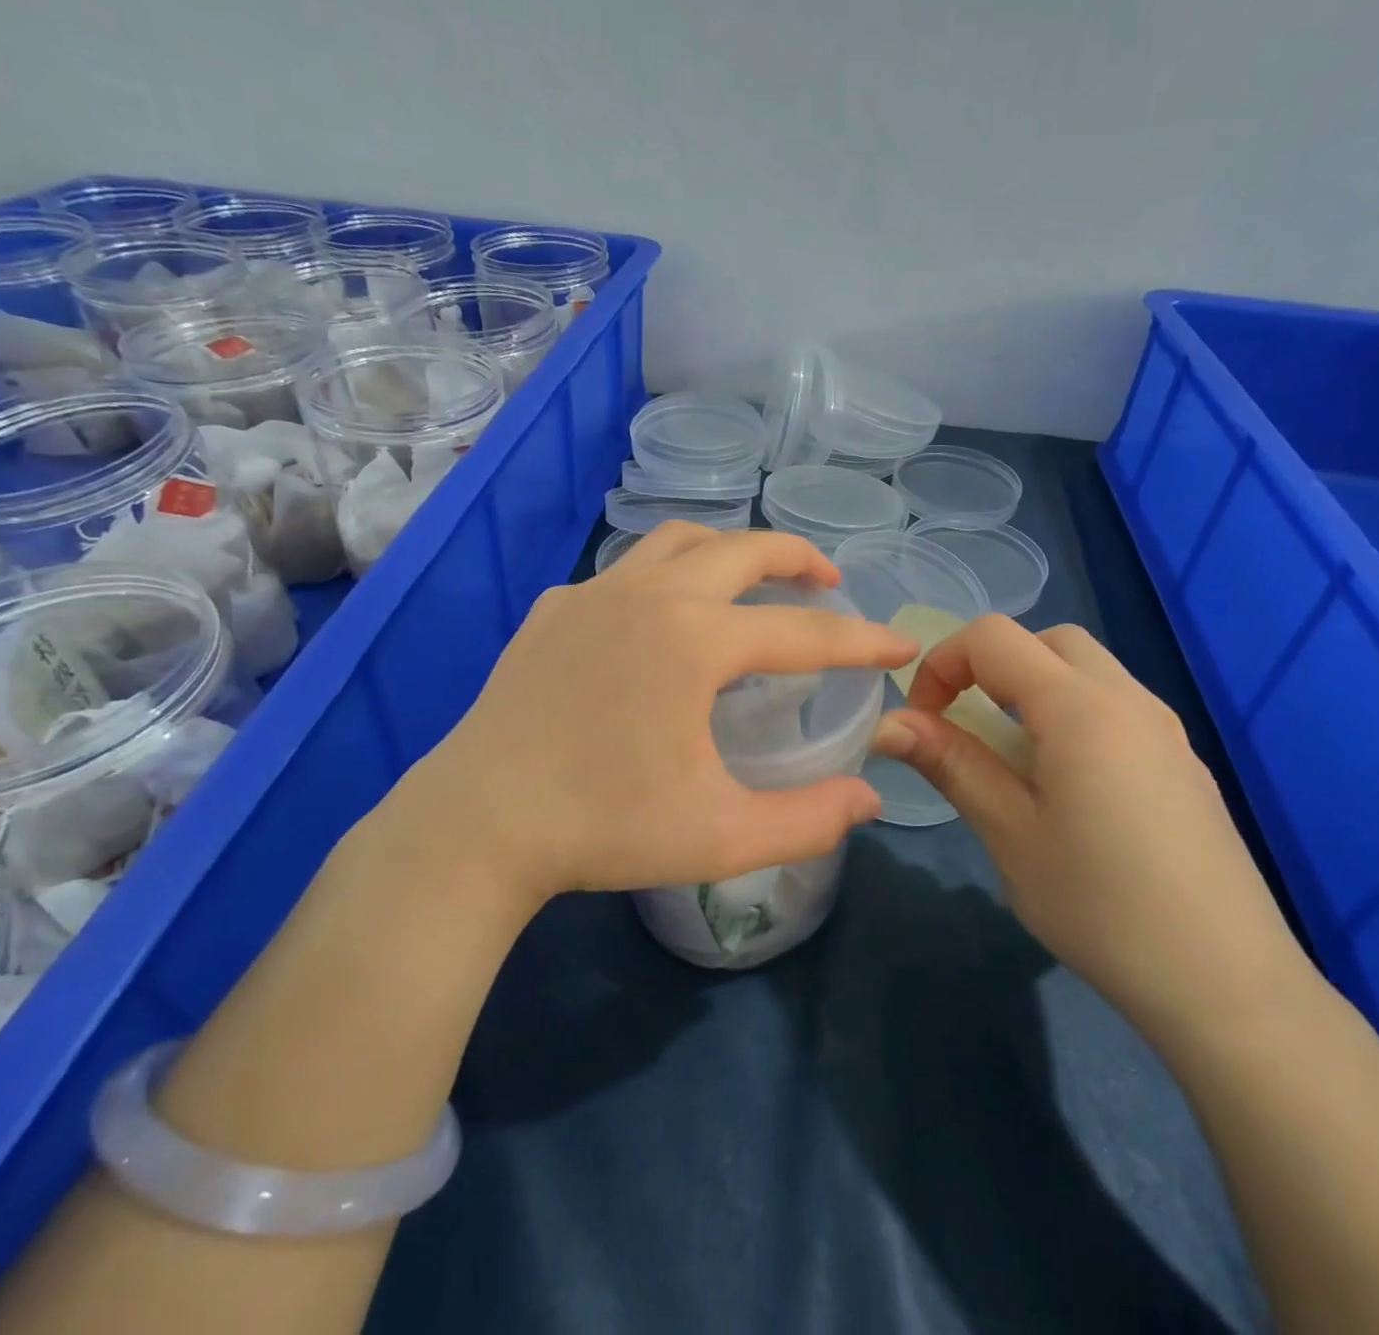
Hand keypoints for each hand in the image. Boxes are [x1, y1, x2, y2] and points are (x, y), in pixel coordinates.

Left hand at [384, 524, 917, 917]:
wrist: (477, 824)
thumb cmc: (603, 828)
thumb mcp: (721, 836)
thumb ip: (808, 820)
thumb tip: (869, 799)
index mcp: (695, 640)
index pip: (804, 632)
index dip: (862, 641)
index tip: (901, 645)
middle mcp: (650, 595)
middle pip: (743, 550)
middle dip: (798, 559)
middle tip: (829, 582)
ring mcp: (594, 593)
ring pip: (679, 542)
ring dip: (729, 551)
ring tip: (753, 578)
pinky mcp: (554, 608)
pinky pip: (626, 573)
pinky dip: (664, 578)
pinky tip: (661, 620)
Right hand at [870, 616, 1314, 1050]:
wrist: (1228, 985)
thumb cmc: (1102, 907)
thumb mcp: (1010, 834)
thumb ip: (952, 763)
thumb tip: (888, 724)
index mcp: (1080, 707)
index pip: (993, 637)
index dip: (943, 664)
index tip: (924, 722)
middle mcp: (1129, 699)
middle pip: (1046, 640)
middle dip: (991, 665)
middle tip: (968, 727)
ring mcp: (1165, 729)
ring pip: (1087, 669)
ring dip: (1033, 688)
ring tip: (1013, 760)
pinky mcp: (1183, 762)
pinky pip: (1116, 706)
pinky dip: (1072, 714)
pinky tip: (1069, 788)